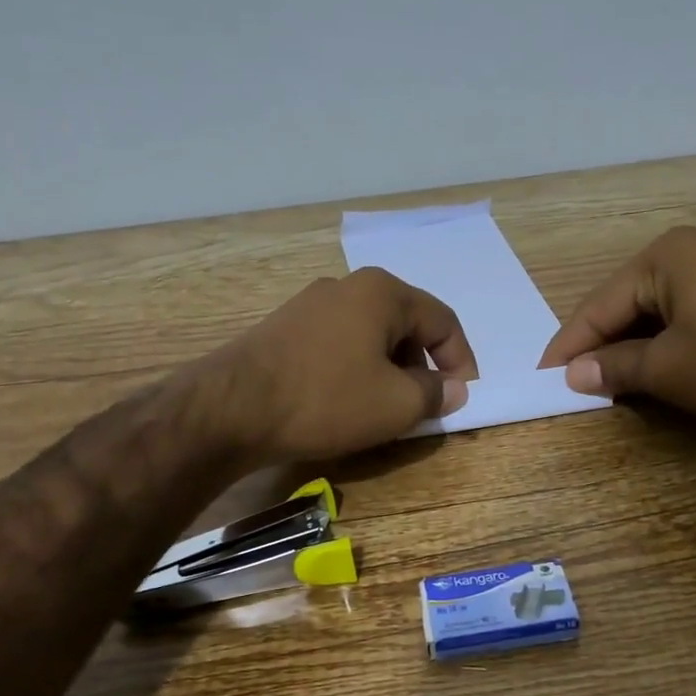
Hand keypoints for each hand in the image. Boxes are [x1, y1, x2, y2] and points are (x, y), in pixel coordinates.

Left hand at [214, 267, 478, 461]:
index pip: (443, 321)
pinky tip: (347, 402)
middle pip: (405, 325)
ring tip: (386, 409)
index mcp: (383, 292)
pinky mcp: (285, 329)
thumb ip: (435, 393)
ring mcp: (310, 305)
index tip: (463, 396)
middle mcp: (347, 286)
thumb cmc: (327, 399)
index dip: (461, 360)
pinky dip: (356, 371)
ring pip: (371, 336)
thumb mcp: (396, 404)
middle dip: (422, 366)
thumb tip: (454, 389)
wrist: (233, 409)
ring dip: (389, 371)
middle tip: (424, 406)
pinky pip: (339, 345)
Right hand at [538, 227, 695, 434]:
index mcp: (665, 256)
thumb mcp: (669, 369)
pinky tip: (654, 372)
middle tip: (572, 385)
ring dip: (632, 350)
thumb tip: (574, 374)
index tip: (542, 378)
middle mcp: (692, 252)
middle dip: (601, 347)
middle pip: (627, 305)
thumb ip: (615, 368)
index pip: (599, 305)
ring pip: (658, 314)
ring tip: (607, 385)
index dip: (569, 346)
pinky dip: (665, 347)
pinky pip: (688, 319)